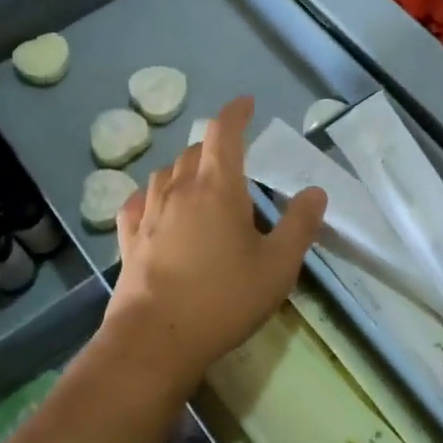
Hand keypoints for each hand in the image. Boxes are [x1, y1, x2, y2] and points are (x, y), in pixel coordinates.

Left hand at [102, 96, 325, 391]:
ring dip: (185, 169)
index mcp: (217, 188)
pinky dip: (153, 195)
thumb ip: (300, 225)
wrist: (156, 339)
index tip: (247, 104)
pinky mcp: (128, 239)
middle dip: (215, 146)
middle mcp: (179, 191)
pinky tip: (156, 207)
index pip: (224, 133)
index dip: (236, 113)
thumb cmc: (224, 299)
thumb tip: (314, 191)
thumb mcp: (278, 266)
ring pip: (165, 174)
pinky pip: (138, 202)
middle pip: (194, 152)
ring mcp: (148, 214)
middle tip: (234, 159)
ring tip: (200, 182)